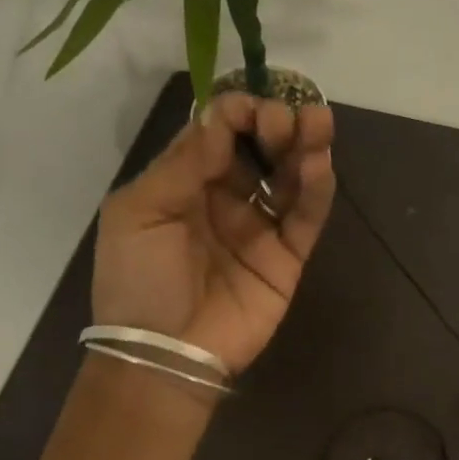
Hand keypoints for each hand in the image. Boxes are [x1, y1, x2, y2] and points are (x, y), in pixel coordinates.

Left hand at [93, 93, 334, 375]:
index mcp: (183, 184)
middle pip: (258, 150)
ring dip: (304, 147)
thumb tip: (221, 118)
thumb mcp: (139, 212)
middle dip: (274, 125)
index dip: (236, 114)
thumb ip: (182, 163)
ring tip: (317, 123)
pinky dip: (316, 191)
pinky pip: (305, 218)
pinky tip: (320, 165)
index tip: (251, 106)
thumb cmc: (139, 280)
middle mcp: (224, 199)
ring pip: (288, 178)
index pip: (217, 134)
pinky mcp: (287, 258)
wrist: (165, 353)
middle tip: (286, 117)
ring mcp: (258, 229)